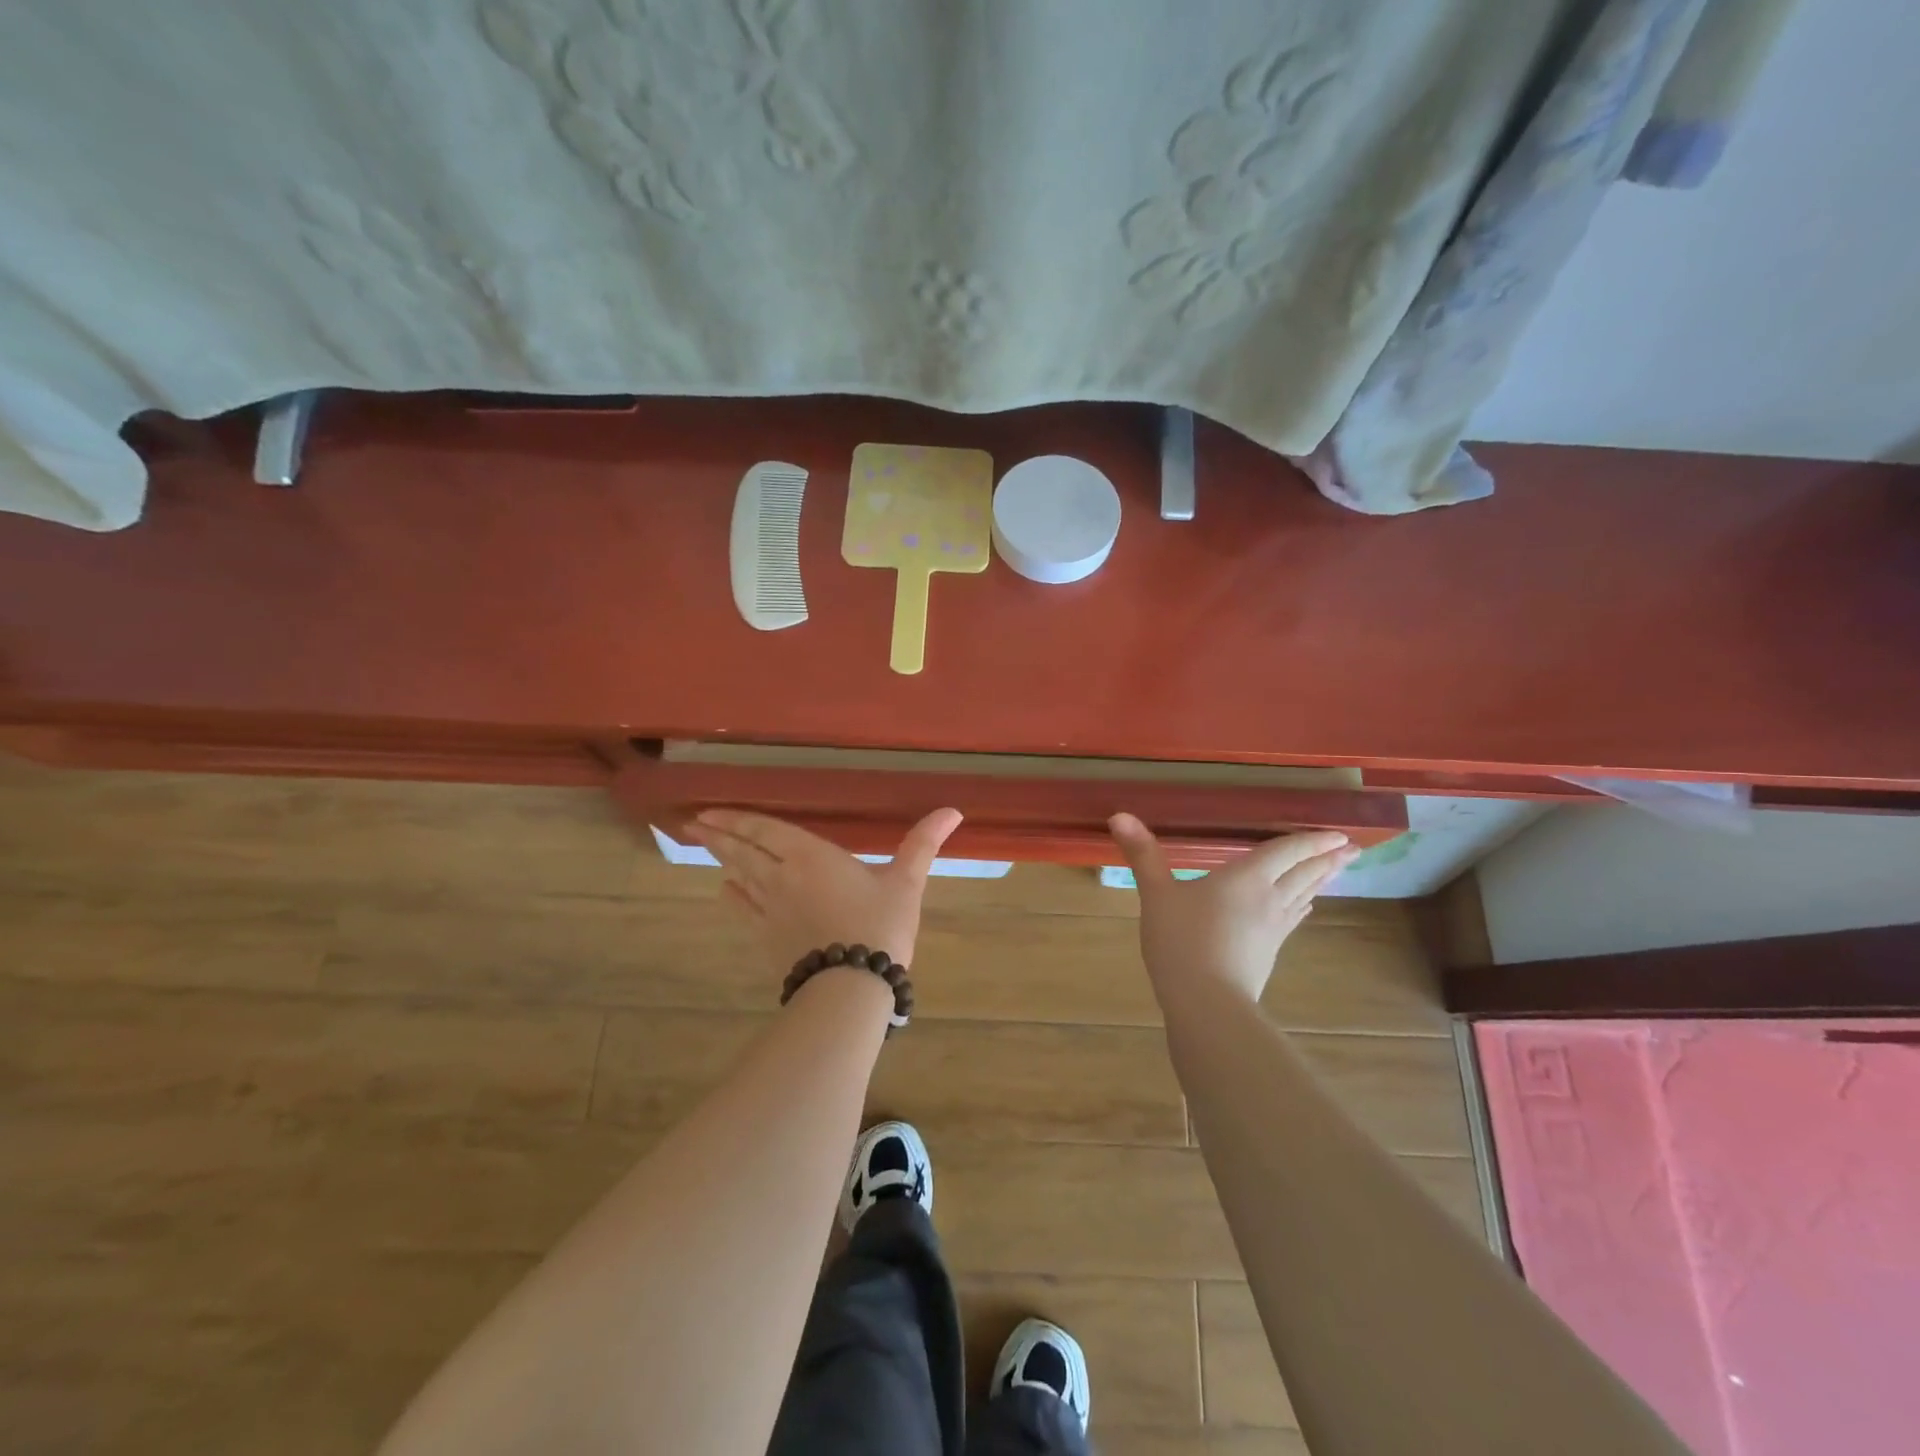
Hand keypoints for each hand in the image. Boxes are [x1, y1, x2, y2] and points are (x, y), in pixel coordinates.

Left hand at [686, 808, 963, 973]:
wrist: (851, 986)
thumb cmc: (879, 926)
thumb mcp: (906, 881)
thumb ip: (923, 843)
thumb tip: (952, 810)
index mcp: (809, 856)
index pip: (764, 830)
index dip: (737, 820)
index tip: (710, 812)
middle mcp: (781, 877)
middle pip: (743, 850)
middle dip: (719, 835)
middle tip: (694, 824)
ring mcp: (770, 910)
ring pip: (739, 876)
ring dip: (721, 858)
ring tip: (705, 845)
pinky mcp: (768, 938)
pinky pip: (744, 909)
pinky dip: (733, 895)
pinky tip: (726, 890)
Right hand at [1108, 813, 1359, 1002]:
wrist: (1206, 1003)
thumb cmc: (1181, 941)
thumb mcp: (1156, 894)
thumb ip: (1143, 855)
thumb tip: (1119, 815)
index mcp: (1246, 877)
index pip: (1285, 851)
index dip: (1310, 840)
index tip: (1338, 833)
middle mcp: (1268, 898)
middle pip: (1304, 873)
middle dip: (1327, 859)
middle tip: (1352, 848)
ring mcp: (1273, 928)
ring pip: (1304, 896)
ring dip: (1322, 880)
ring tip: (1337, 870)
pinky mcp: (1269, 952)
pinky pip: (1293, 919)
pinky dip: (1303, 906)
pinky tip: (1304, 907)